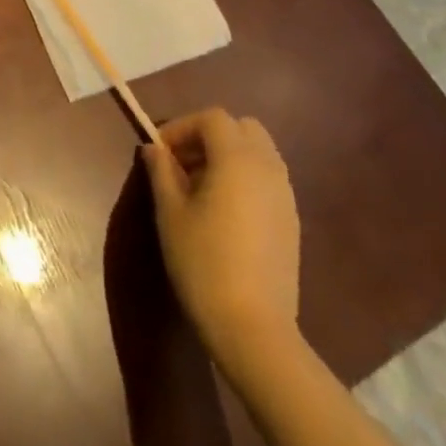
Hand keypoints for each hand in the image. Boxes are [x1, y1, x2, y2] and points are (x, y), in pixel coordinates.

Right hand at [143, 108, 301, 373]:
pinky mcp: (292, 220)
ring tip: (199, 187)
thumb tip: (154, 148)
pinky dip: (244, 178)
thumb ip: (161, 171)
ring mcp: (285, 195)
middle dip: (209, 135)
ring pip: (259, 152)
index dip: (182, 126)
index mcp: (237, 160)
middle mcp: (268, 168)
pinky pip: (268, 178)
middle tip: (182, 163)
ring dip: (228, 155)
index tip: (160, 152)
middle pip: (242, 128)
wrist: (253, 327)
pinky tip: (223, 212)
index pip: (213, 118)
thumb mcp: (170, 213)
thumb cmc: (203, 262)